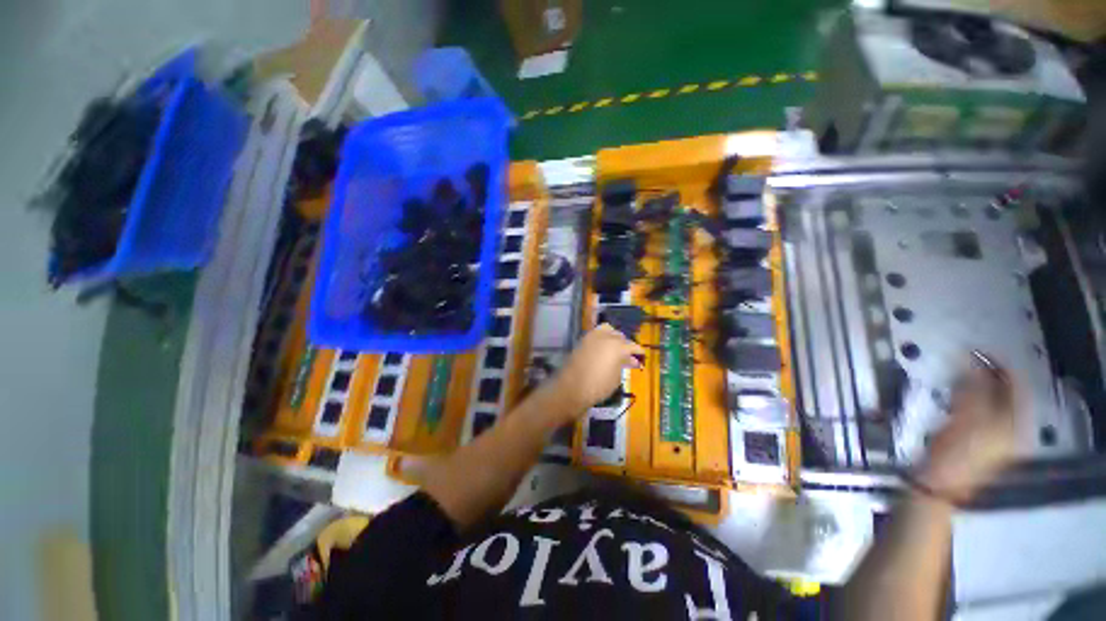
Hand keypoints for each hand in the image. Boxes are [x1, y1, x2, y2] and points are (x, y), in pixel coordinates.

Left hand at [552, 324, 644, 418]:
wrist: (572, 388)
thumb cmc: (598, 386)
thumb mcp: (616, 377)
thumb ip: (623, 364)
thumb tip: (630, 360)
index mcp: (618, 346)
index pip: (633, 346)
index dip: (639, 352)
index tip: (642, 357)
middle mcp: (606, 337)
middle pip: (620, 336)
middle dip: (626, 344)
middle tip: (629, 355)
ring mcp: (592, 336)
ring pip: (608, 330)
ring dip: (614, 337)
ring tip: (616, 348)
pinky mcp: (583, 340)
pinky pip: (597, 333)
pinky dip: (603, 338)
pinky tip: (605, 348)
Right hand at [917, 358, 1019, 500]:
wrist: (940, 483)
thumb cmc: (956, 452)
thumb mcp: (966, 418)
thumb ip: (972, 389)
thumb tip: (971, 360)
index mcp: (1013, 422)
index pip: (1013, 386)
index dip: (999, 367)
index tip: (978, 351)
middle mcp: (1011, 427)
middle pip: (1004, 393)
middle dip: (987, 375)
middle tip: (968, 360)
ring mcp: (996, 435)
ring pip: (992, 401)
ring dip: (978, 385)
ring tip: (961, 374)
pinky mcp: (979, 438)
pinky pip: (981, 410)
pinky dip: (971, 398)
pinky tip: (958, 395)